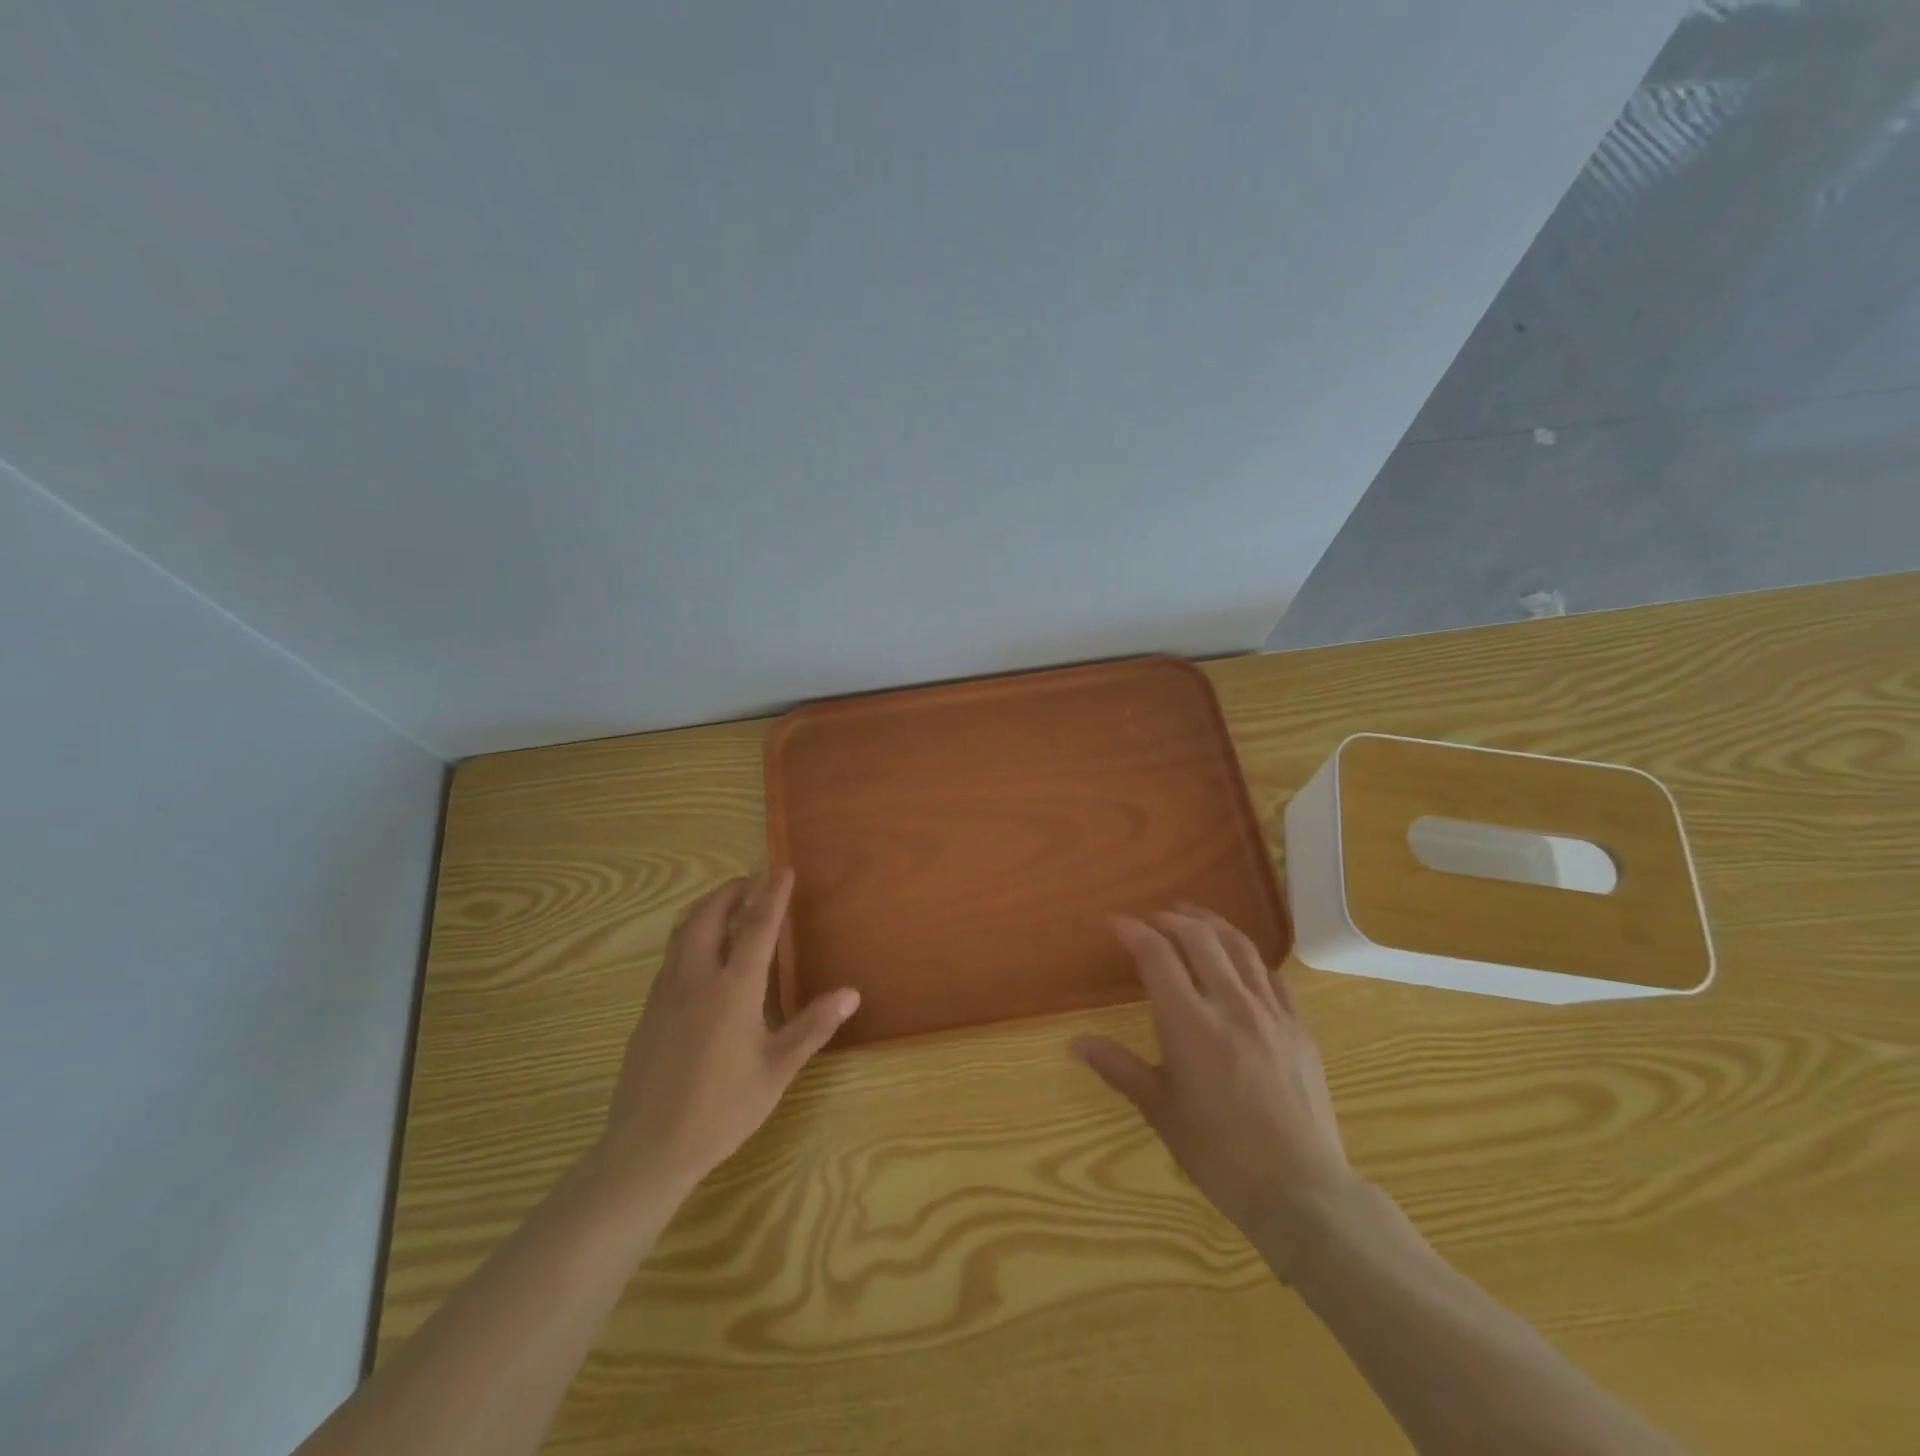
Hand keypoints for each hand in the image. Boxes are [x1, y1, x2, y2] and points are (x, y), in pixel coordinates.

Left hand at [598, 870, 857, 1197]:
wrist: (647, 1149)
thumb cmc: (721, 1110)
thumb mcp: (776, 1071)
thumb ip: (812, 1027)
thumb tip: (851, 993)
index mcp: (733, 990)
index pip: (756, 926)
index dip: (772, 895)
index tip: (783, 870)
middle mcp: (696, 979)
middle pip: (710, 916)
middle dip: (732, 891)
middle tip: (754, 881)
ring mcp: (666, 993)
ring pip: (684, 932)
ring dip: (708, 909)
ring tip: (729, 905)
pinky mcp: (648, 1011)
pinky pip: (672, 955)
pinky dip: (691, 935)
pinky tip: (702, 955)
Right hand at [1072, 906, 1357, 1278]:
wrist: (1301, 1191)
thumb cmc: (1220, 1154)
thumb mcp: (1160, 1110)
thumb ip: (1118, 1068)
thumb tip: (1075, 1043)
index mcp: (1190, 1024)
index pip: (1157, 955)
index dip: (1132, 931)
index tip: (1113, 924)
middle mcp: (1231, 1005)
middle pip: (1199, 937)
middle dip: (1169, 919)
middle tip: (1149, 919)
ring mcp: (1271, 1012)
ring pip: (1239, 946)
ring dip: (1210, 922)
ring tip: (1191, 914)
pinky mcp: (1298, 1026)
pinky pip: (1270, 973)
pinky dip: (1246, 953)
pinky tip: (1237, 956)